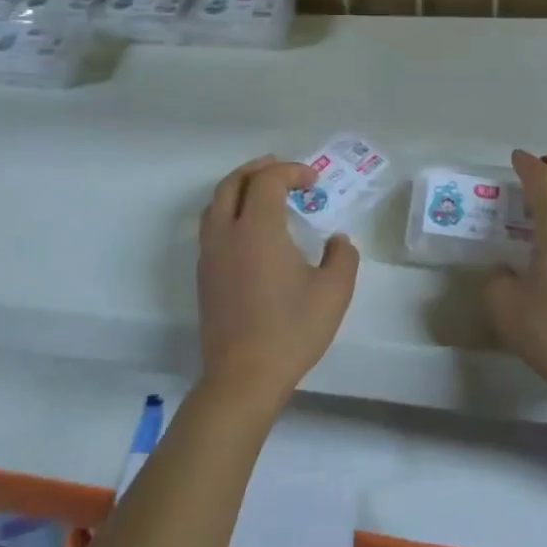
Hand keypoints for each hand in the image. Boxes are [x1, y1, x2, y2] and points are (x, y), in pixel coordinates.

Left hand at [196, 156, 360, 417]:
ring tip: (262, 192)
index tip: (314, 182)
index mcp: (257, 228)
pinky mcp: (204, 275)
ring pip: (216, 203)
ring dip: (239, 188)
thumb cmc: (291, 331)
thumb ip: (343, 257)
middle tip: (281, 170)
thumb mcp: (333, 292)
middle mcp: (227, 232)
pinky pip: (212, 226)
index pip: (268, 180)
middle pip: (234, 183)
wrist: (243, 376)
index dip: (291, 171)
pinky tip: (248, 230)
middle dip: (258, 170)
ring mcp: (210, 254)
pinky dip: (229, 211)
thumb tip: (337, 241)